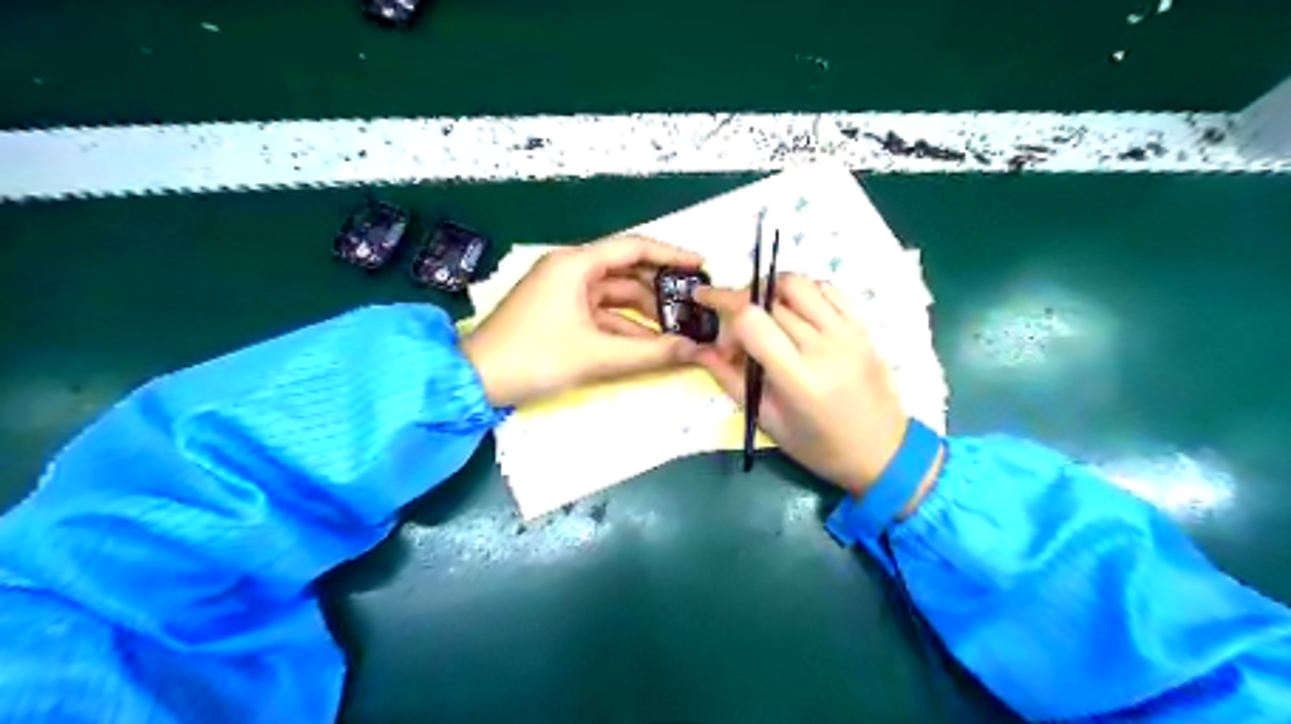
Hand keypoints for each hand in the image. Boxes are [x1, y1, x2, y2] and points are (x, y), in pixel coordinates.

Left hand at [464, 234, 703, 405]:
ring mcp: (563, 292)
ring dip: (645, 313)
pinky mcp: (560, 313)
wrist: (475, 381)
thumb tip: (693, 350)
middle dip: (660, 290)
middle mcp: (570, 269)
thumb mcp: (596, 355)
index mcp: (575, 263)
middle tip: (694, 305)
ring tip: (680, 328)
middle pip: (627, 272)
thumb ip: (650, 353)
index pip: (634, 248)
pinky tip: (650, 343)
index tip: (701, 266)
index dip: (671, 255)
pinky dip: (624, 327)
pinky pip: (601, 314)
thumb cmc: (535, 357)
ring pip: (615, 296)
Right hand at [692, 274, 923, 499]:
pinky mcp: (863, 326)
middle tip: (735, 332)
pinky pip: (827, 288)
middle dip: (740, 306)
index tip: (709, 313)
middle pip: (769, 298)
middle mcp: (824, 346)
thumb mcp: (768, 421)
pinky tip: (795, 312)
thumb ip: (731, 380)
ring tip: (763, 314)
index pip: (751, 319)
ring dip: (770, 290)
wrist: (884, 451)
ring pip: (798, 283)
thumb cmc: (820, 446)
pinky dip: (803, 291)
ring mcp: (848, 332)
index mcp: (798, 378)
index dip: (722, 307)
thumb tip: (699, 349)